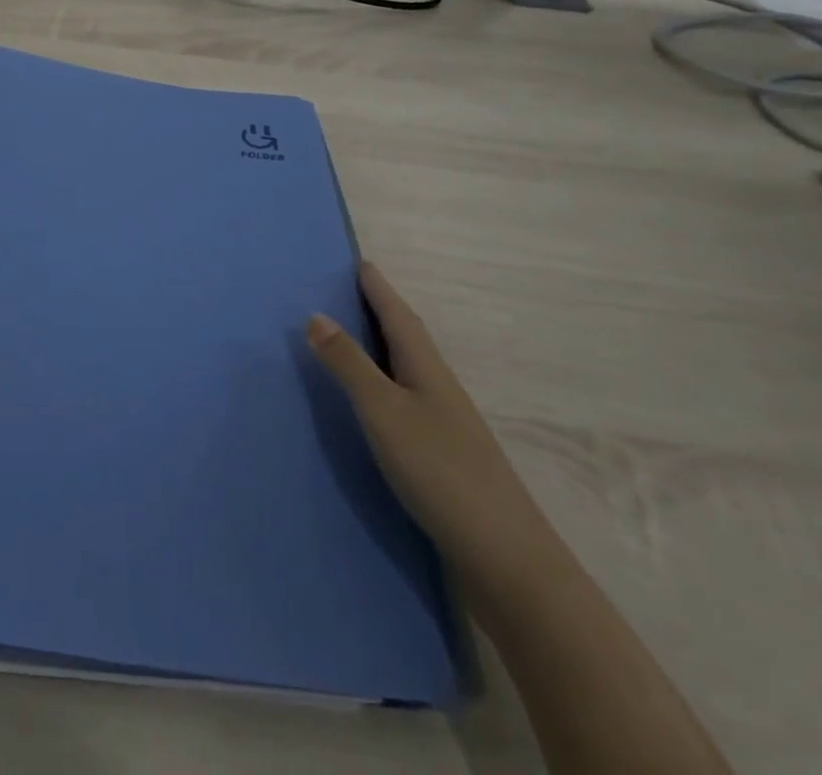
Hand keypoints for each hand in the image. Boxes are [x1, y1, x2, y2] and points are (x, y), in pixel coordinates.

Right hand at [306, 261, 561, 596]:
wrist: (505, 560)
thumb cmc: (440, 471)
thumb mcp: (383, 411)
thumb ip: (349, 365)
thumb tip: (315, 315)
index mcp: (426, 369)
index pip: (398, 315)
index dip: (379, 288)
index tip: (361, 261)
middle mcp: (439, 389)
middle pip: (407, 338)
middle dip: (381, 311)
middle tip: (351, 290)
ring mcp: (446, 426)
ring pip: (409, 371)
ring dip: (383, 348)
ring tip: (355, 338)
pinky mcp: (444, 458)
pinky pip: (407, 402)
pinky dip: (386, 386)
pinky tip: (376, 404)